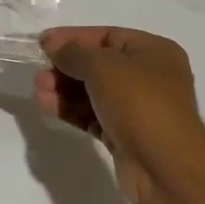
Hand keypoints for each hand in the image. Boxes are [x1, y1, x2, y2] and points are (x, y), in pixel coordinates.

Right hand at [34, 26, 204, 203]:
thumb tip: (52, 44)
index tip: (43, 43)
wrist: (166, 167)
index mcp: (153, 52)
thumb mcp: (103, 66)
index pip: (106, 36)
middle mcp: (148, 77)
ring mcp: (137, 108)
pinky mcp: (124, 134)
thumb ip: (73, 52)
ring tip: (38, 91)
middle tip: (38, 72)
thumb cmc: (139, 102)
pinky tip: (46, 106)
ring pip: (92, 92)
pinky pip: (92, 115)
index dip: (73, 37)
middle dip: (65, 67)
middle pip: (97, 65)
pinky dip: (70, 109)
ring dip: (63, 89)